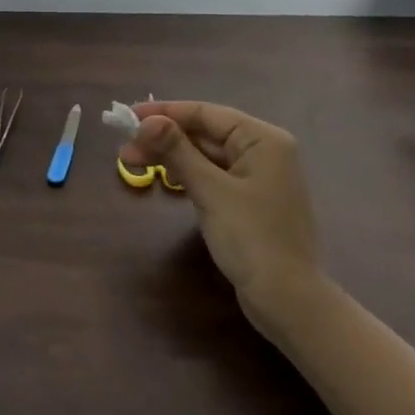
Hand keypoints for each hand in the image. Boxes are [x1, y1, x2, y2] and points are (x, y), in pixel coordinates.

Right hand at [121, 101, 320, 323]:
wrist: (289, 301)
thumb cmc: (252, 238)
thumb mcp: (210, 191)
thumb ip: (177, 151)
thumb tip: (146, 121)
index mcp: (263, 139)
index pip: (206, 113)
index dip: (165, 113)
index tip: (129, 117)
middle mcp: (264, 151)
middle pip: (205, 133)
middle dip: (164, 139)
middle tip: (125, 149)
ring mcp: (259, 176)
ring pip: (206, 155)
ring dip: (172, 157)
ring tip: (133, 163)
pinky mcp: (250, 200)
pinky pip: (214, 175)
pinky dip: (188, 175)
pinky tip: (165, 179)